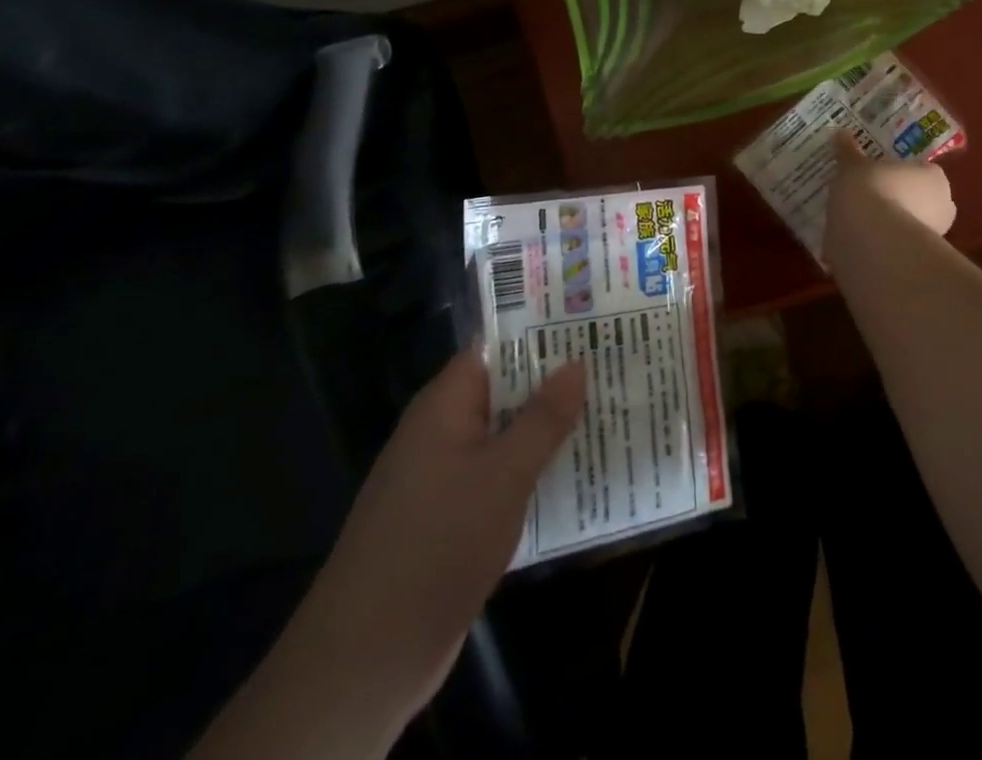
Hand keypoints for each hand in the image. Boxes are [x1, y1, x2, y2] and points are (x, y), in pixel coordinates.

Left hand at [194, 351, 585, 757]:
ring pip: (504, 437)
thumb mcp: (503, 476)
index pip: (495, 348)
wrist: (367, 657)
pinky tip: (575, 475)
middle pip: (504, 391)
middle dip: (554, 383)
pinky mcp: (449, 519)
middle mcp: (440, 431)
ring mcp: (443, 477)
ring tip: (609, 413)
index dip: (540, 333)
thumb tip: (577, 361)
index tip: (589, 324)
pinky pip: (497, 478)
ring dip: (547, 431)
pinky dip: (531, 472)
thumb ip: (543, 418)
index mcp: (444, 405)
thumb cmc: (438, 544)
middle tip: (614, 367)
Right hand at [827, 130, 956, 237]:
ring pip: (911, 226)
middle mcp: (943, 206)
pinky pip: (899, 248)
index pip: (923, 172)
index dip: (902, 175)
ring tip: (862, 223)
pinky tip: (861, 243)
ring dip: (893, 226)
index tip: (879, 176)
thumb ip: (848, 151)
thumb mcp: (852, 165)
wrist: (870, 237)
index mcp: (934, 177)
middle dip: (901, 201)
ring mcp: (933, 237)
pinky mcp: (918, 261)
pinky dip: (884, 246)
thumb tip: (839, 133)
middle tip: (871, 198)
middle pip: (921, 201)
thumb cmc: (869, 188)